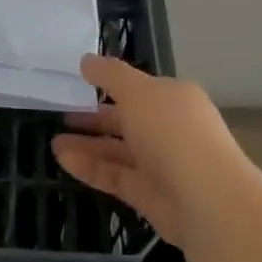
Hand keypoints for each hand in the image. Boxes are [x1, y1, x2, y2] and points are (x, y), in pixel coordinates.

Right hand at [52, 54, 254, 247]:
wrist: (208, 201)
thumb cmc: (173, 132)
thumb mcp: (137, 91)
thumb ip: (109, 75)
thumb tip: (87, 60)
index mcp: (174, 99)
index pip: (140, 89)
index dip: (111, 85)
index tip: (81, 84)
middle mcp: (170, 130)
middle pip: (128, 121)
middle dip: (95, 117)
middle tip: (63, 114)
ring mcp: (162, 165)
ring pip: (119, 151)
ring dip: (87, 145)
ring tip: (54, 141)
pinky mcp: (150, 197)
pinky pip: (116, 177)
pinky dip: (90, 168)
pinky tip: (63, 159)